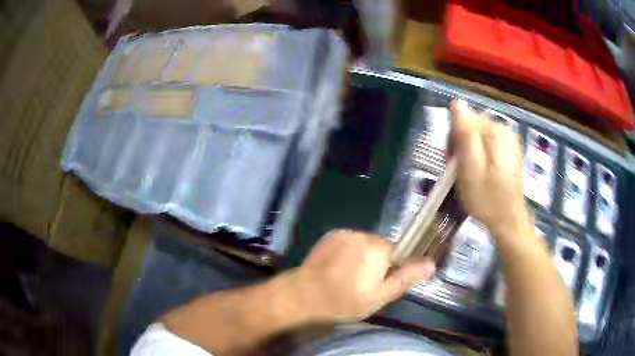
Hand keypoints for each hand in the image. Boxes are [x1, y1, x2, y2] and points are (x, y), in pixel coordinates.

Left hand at [291, 230, 434, 321]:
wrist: (303, 295)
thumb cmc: (344, 300)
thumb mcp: (379, 297)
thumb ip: (406, 278)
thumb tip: (431, 263)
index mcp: (379, 249)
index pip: (399, 251)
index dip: (393, 268)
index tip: (381, 282)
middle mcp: (364, 234)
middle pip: (381, 246)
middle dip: (378, 262)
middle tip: (363, 283)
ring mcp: (345, 232)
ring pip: (365, 244)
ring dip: (362, 256)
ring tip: (348, 275)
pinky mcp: (331, 235)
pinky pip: (349, 241)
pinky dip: (348, 251)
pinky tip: (337, 267)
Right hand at [450, 100, 529, 236]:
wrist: (508, 221)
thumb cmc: (485, 198)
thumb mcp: (470, 167)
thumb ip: (465, 133)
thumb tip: (458, 104)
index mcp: (494, 131)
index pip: (465, 117)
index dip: (454, 137)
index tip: (452, 160)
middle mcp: (504, 130)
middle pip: (474, 125)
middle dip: (463, 142)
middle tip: (460, 169)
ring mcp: (510, 141)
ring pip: (481, 135)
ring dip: (472, 149)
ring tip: (471, 172)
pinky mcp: (512, 152)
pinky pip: (490, 144)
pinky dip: (482, 154)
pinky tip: (483, 172)